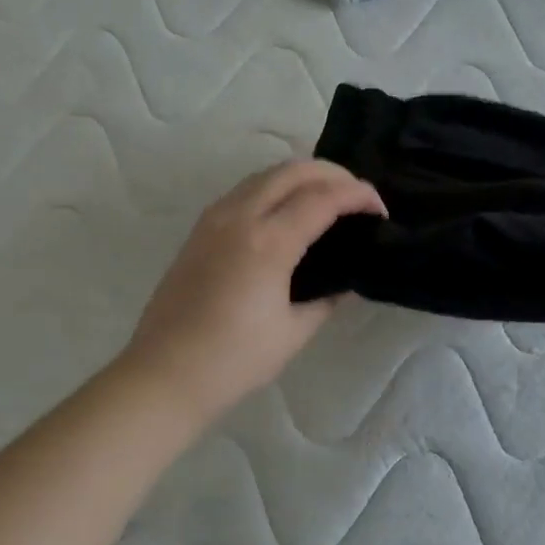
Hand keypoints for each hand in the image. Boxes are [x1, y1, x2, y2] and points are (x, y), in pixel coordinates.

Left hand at [120, 160, 385, 423]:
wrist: (164, 374)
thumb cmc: (235, 360)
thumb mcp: (294, 331)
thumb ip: (326, 298)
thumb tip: (345, 283)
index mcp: (267, 243)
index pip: (322, 198)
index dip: (357, 195)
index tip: (380, 209)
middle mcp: (239, 218)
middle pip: (293, 171)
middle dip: (334, 174)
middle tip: (358, 196)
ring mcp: (214, 220)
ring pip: (265, 174)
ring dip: (303, 176)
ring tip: (328, 198)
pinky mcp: (199, 230)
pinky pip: (245, 190)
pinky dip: (275, 188)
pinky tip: (288, 211)